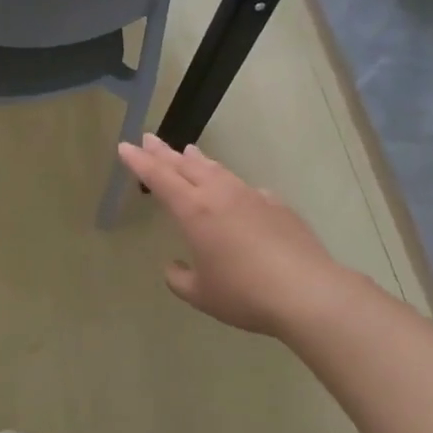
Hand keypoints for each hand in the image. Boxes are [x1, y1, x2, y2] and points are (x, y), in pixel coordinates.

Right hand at [117, 136, 351, 337]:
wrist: (307, 292)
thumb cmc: (244, 294)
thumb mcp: (201, 294)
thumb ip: (180, 278)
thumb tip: (174, 268)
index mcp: (194, 211)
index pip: (159, 178)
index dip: (140, 162)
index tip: (125, 146)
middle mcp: (220, 195)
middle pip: (186, 165)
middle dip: (164, 152)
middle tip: (149, 138)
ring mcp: (251, 196)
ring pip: (217, 170)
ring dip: (198, 160)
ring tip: (188, 151)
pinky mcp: (277, 206)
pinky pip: (245, 188)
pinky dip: (230, 184)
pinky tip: (235, 191)